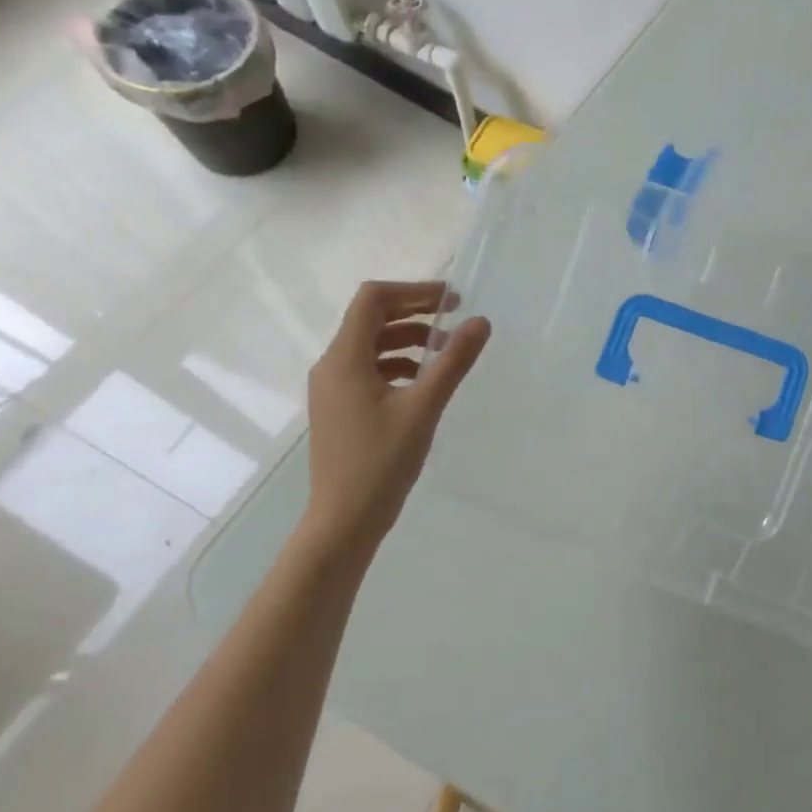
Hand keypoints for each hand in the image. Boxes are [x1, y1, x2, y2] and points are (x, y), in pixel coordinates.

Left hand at [303, 281, 489, 547]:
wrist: (344, 519)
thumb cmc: (382, 461)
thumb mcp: (424, 407)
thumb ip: (453, 361)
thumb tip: (480, 322)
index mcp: (344, 359)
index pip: (373, 299)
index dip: (414, 292)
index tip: (452, 301)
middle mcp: (331, 366)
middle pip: (370, 319)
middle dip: (414, 313)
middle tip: (456, 319)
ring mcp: (332, 389)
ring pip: (371, 346)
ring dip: (408, 339)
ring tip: (446, 352)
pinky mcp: (340, 408)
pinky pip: (368, 370)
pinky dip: (398, 364)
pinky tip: (424, 382)